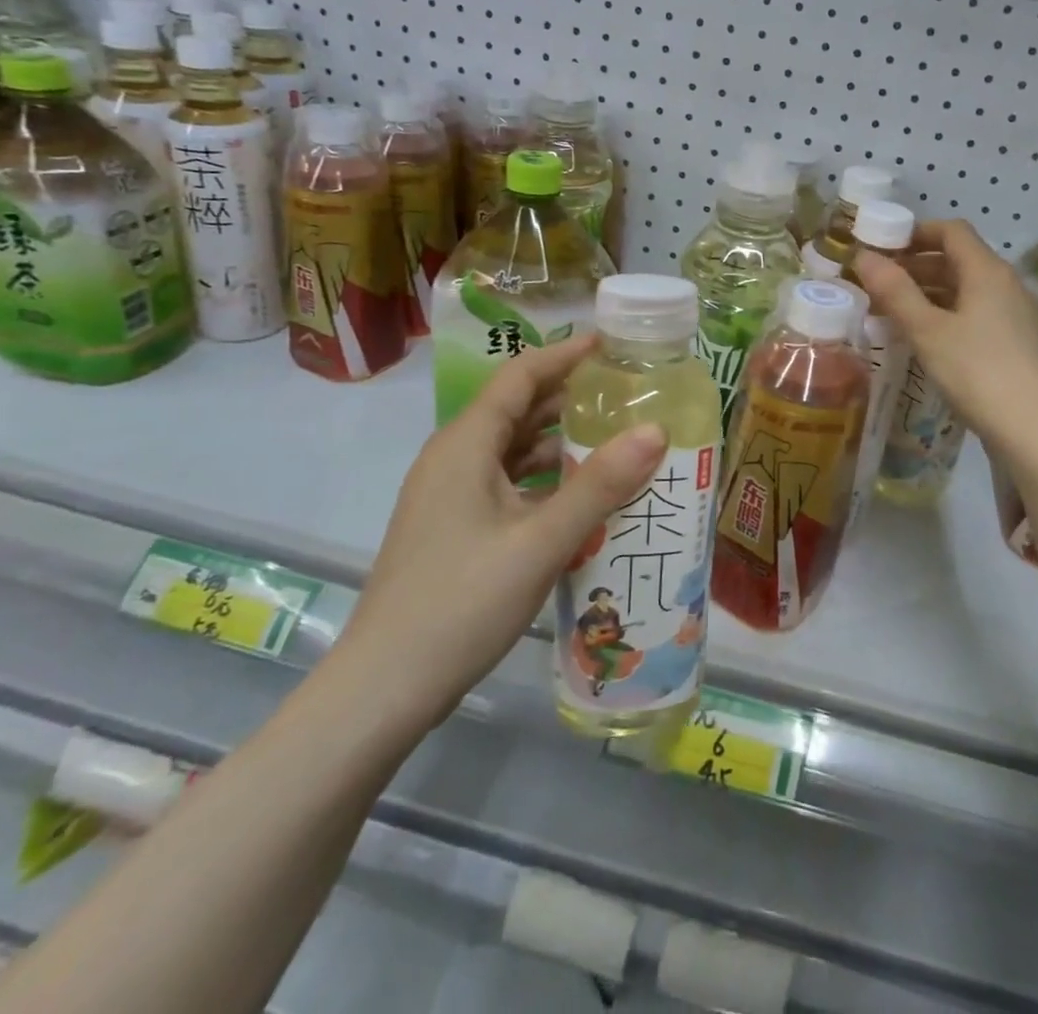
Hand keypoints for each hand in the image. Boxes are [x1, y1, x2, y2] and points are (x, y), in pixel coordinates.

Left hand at [339, 334, 667, 730]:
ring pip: (513, 449)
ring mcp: (451, 496)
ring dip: (561, 441)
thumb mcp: (540, 541)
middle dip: (572, 397)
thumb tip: (655, 429)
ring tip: (618, 440)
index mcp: (466, 444)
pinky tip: (583, 498)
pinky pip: (508, 484)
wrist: (382, 690)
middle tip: (630, 395)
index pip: (520, 375)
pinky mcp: (454, 528)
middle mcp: (454, 458)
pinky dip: (545, 479)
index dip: (566, 354)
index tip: (613, 346)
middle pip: (518, 408)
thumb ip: (599, 485)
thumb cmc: (461, 604)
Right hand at [852, 219, 1037, 446]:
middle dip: (916, 265)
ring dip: (928, 292)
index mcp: (987, 271)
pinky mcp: (1015, 342)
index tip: (881, 245)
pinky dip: (945, 314)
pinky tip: (923, 337)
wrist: (1033, 429)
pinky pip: (975, 313)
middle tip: (878, 282)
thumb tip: (864, 256)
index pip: (951, 231)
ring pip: (965, 289)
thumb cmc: (976, 371)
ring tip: (891, 311)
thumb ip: (895, 291)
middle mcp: (1006, 284)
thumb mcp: (927, 330)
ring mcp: (1014, 314)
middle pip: (957, 259)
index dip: (915, 232)